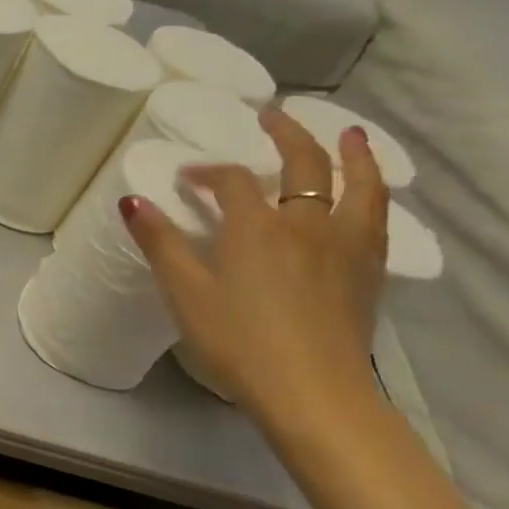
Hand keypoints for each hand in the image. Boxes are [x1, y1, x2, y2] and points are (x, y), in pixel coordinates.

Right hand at [122, 107, 388, 432]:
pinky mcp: (367, 271)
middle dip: (286, 135)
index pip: (231, 180)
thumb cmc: (238, 341)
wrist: (312, 393)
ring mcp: (344, 246)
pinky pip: (376, 216)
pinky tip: (368, 195)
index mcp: (256, 227)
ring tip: (351, 135)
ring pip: (358, 185)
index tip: (187, 179)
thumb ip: (160, 243)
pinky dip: (372, 192)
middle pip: (304, 165)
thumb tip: (132, 201)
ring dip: (353, 154)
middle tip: (273, 116)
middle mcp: (305, 224)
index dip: (207, 172)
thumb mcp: (185, 293)